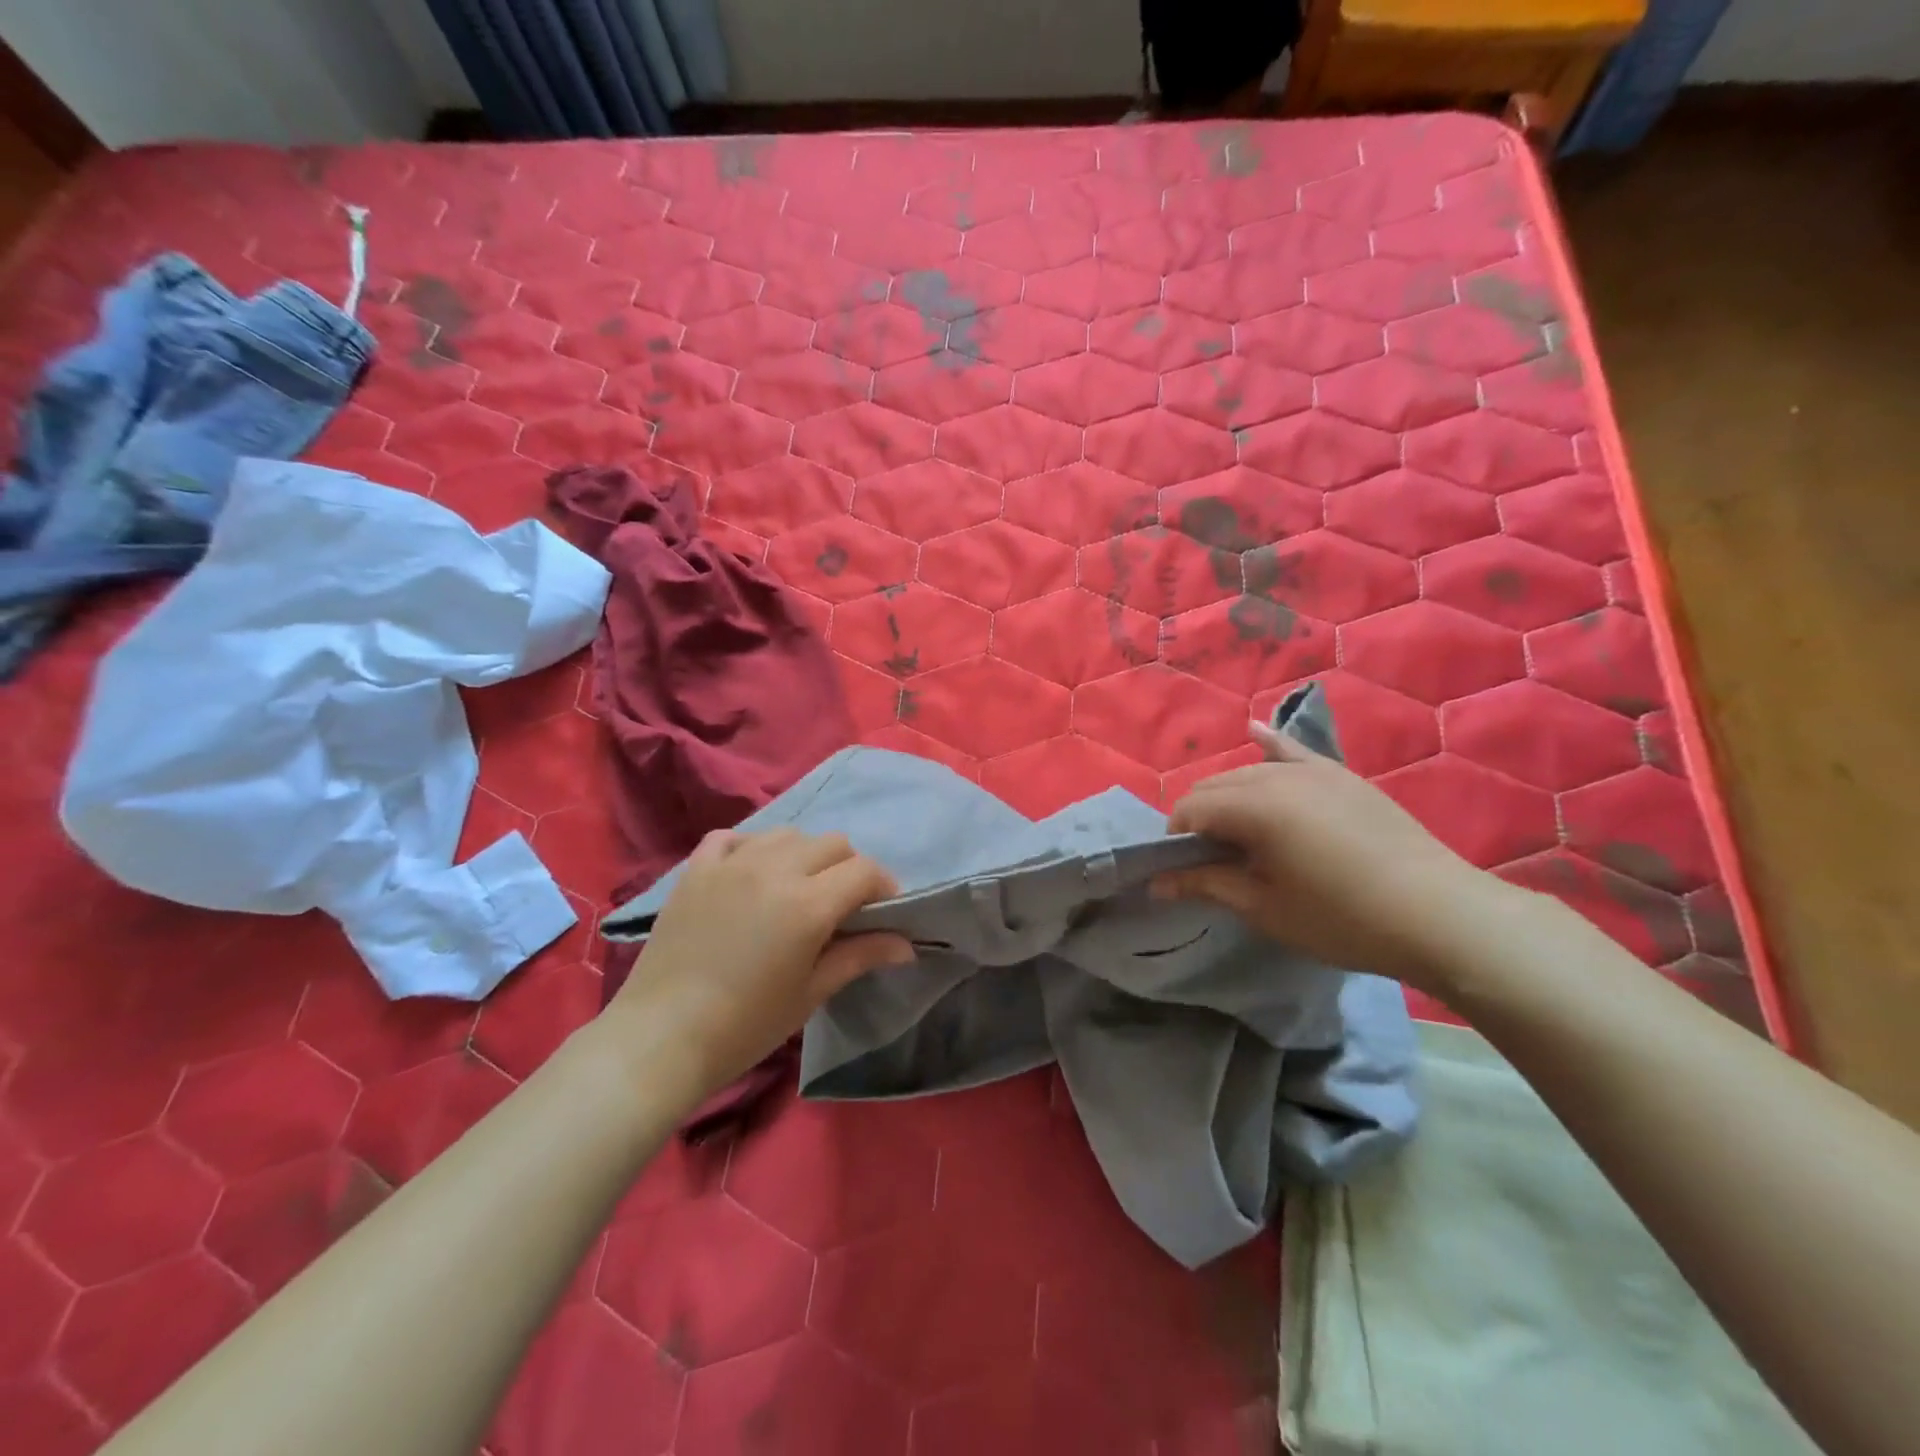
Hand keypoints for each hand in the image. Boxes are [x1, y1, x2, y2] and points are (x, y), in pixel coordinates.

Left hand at [605, 829, 912, 1098]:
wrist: (661, 1038)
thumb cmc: (746, 1025)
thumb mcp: (811, 992)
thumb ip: (860, 956)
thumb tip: (907, 945)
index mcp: (809, 903)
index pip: (865, 871)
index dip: (884, 887)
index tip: (884, 911)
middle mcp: (775, 869)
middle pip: (833, 843)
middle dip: (849, 869)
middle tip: (842, 905)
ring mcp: (732, 863)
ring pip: (788, 833)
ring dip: (804, 854)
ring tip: (797, 887)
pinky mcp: (696, 869)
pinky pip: (733, 837)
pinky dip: (751, 847)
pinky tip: (751, 873)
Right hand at [1154, 720, 1513, 991]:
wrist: (1439, 914)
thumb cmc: (1342, 919)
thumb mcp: (1266, 908)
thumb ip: (1207, 885)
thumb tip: (1157, 883)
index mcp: (1254, 807)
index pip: (1191, 809)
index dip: (1177, 839)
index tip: (1183, 872)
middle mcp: (1277, 776)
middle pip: (1216, 786)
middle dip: (1200, 817)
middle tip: (1209, 861)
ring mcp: (1314, 771)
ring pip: (1249, 771)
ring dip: (1229, 796)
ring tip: (1236, 832)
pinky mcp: (1342, 776)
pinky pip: (1294, 752)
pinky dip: (1269, 745)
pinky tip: (1253, 732)